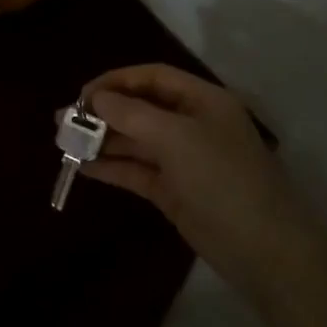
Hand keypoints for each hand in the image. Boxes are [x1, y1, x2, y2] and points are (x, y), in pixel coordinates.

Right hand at [76, 63, 326, 292]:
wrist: (264, 248)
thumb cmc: (223, 179)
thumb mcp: (176, 138)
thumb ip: (132, 114)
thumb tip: (95, 99)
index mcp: (203, 101)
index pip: (153, 77)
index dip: (116, 81)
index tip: (81, 95)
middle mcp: (192, 124)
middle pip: (140, 108)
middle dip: (103, 112)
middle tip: (62, 120)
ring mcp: (183, 160)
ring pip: (135, 141)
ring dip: (102, 140)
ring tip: (64, 142)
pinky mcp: (173, 191)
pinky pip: (136, 171)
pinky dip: (111, 167)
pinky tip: (83, 167)